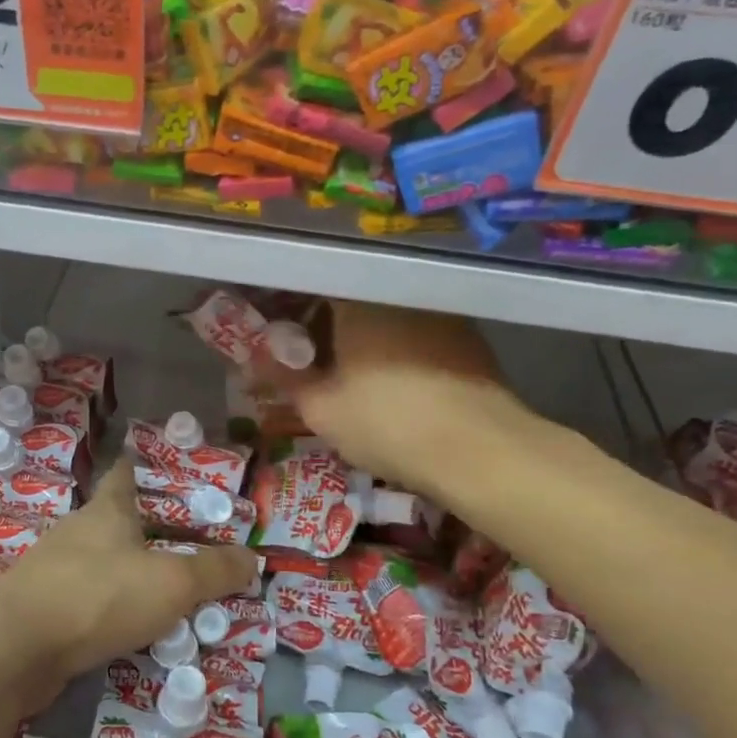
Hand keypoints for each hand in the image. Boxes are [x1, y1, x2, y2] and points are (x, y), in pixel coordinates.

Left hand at [0, 460, 257, 714]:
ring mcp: (55, 569)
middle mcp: (79, 531)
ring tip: (169, 589)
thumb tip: (251, 558)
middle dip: (150, 528)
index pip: (125, 473)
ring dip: (132, 571)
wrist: (15, 649)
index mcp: (107, 511)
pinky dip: (112, 607)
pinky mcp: (43, 607)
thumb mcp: (171, 583)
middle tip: (190, 542)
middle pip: (118, 520)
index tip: (164, 466)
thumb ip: (214, 572)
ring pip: (103, 561)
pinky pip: (89, 599)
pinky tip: (132, 627)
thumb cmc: (98, 596)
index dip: (144, 465)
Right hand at [251, 300, 518, 503]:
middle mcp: (399, 294)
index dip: (289, 309)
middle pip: (350, 299)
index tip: (278, 336)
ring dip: (363, 338)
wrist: (480, 451)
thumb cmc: (386, 423)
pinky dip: (397, 349)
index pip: (311, 286)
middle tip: (310, 362)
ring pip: (385, 316)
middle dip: (325, 326)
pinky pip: (416, 333)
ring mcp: (438, 313)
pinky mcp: (467, 338)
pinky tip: (394, 382)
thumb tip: (256, 359)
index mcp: (358, 299)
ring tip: (350, 375)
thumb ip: (285, 378)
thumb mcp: (321, 409)